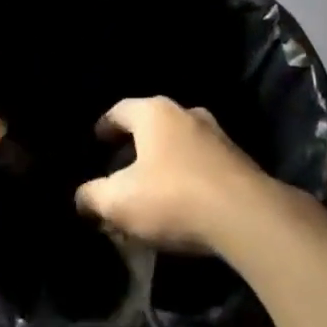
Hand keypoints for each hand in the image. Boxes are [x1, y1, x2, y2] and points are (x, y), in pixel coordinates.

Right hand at [74, 96, 274, 252]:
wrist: (246, 216)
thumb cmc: (173, 197)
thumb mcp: (119, 202)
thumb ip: (93, 197)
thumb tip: (80, 197)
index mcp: (154, 113)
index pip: (120, 110)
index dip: (105, 126)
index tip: (96, 140)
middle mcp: (186, 113)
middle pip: (152, 124)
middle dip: (136, 145)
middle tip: (121, 166)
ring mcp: (217, 134)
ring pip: (180, 143)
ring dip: (164, 160)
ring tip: (152, 186)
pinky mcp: (239, 160)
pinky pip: (202, 162)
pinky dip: (187, 174)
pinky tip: (183, 200)